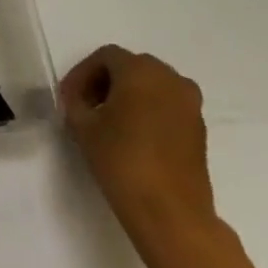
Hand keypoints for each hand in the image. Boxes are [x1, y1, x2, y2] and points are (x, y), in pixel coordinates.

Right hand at [60, 45, 215, 252]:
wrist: (170, 211)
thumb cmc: (121, 160)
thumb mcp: (83, 126)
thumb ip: (76, 102)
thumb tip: (79, 98)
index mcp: (140, 71)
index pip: (105, 57)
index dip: (82, 73)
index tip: (68, 98)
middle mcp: (170, 78)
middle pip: (130, 66)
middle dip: (105, 81)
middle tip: (86, 105)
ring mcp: (189, 103)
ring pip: (151, 84)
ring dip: (127, 94)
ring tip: (108, 120)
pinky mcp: (198, 127)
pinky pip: (167, 104)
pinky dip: (147, 108)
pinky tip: (131, 133)